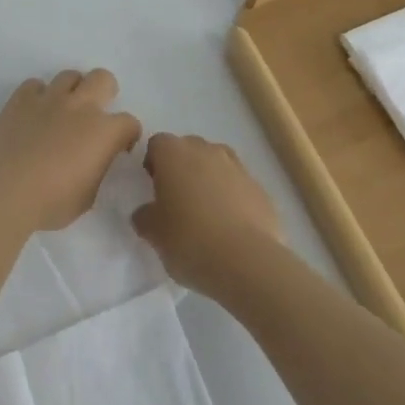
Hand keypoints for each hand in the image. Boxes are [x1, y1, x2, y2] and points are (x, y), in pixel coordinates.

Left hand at [0, 70, 141, 234]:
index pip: (129, 122)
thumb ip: (97, 171)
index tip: (121, 147)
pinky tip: (33, 114)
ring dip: (72, 91)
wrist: (3, 191)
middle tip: (96, 114)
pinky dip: (38, 96)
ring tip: (63, 111)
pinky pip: (35, 85)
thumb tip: (94, 160)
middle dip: (105, 92)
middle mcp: (80, 106)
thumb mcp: (87, 197)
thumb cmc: (50, 202)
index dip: (128, 134)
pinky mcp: (21, 98)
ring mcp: (49, 98)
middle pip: (103, 78)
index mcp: (103, 132)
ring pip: (69, 75)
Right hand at [132, 133, 283, 296]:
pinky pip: (238, 185)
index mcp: (174, 153)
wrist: (247, 260)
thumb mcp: (154, 235)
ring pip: (216, 163)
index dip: (153, 163)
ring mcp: (236, 165)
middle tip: (177, 202)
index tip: (153, 188)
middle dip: (181, 169)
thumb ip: (145, 217)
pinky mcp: (259, 187)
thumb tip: (146, 213)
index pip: (157, 144)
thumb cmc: (190, 240)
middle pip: (188, 149)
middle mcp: (205, 149)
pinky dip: (232, 197)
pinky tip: (230, 227)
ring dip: (208, 179)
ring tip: (206, 214)